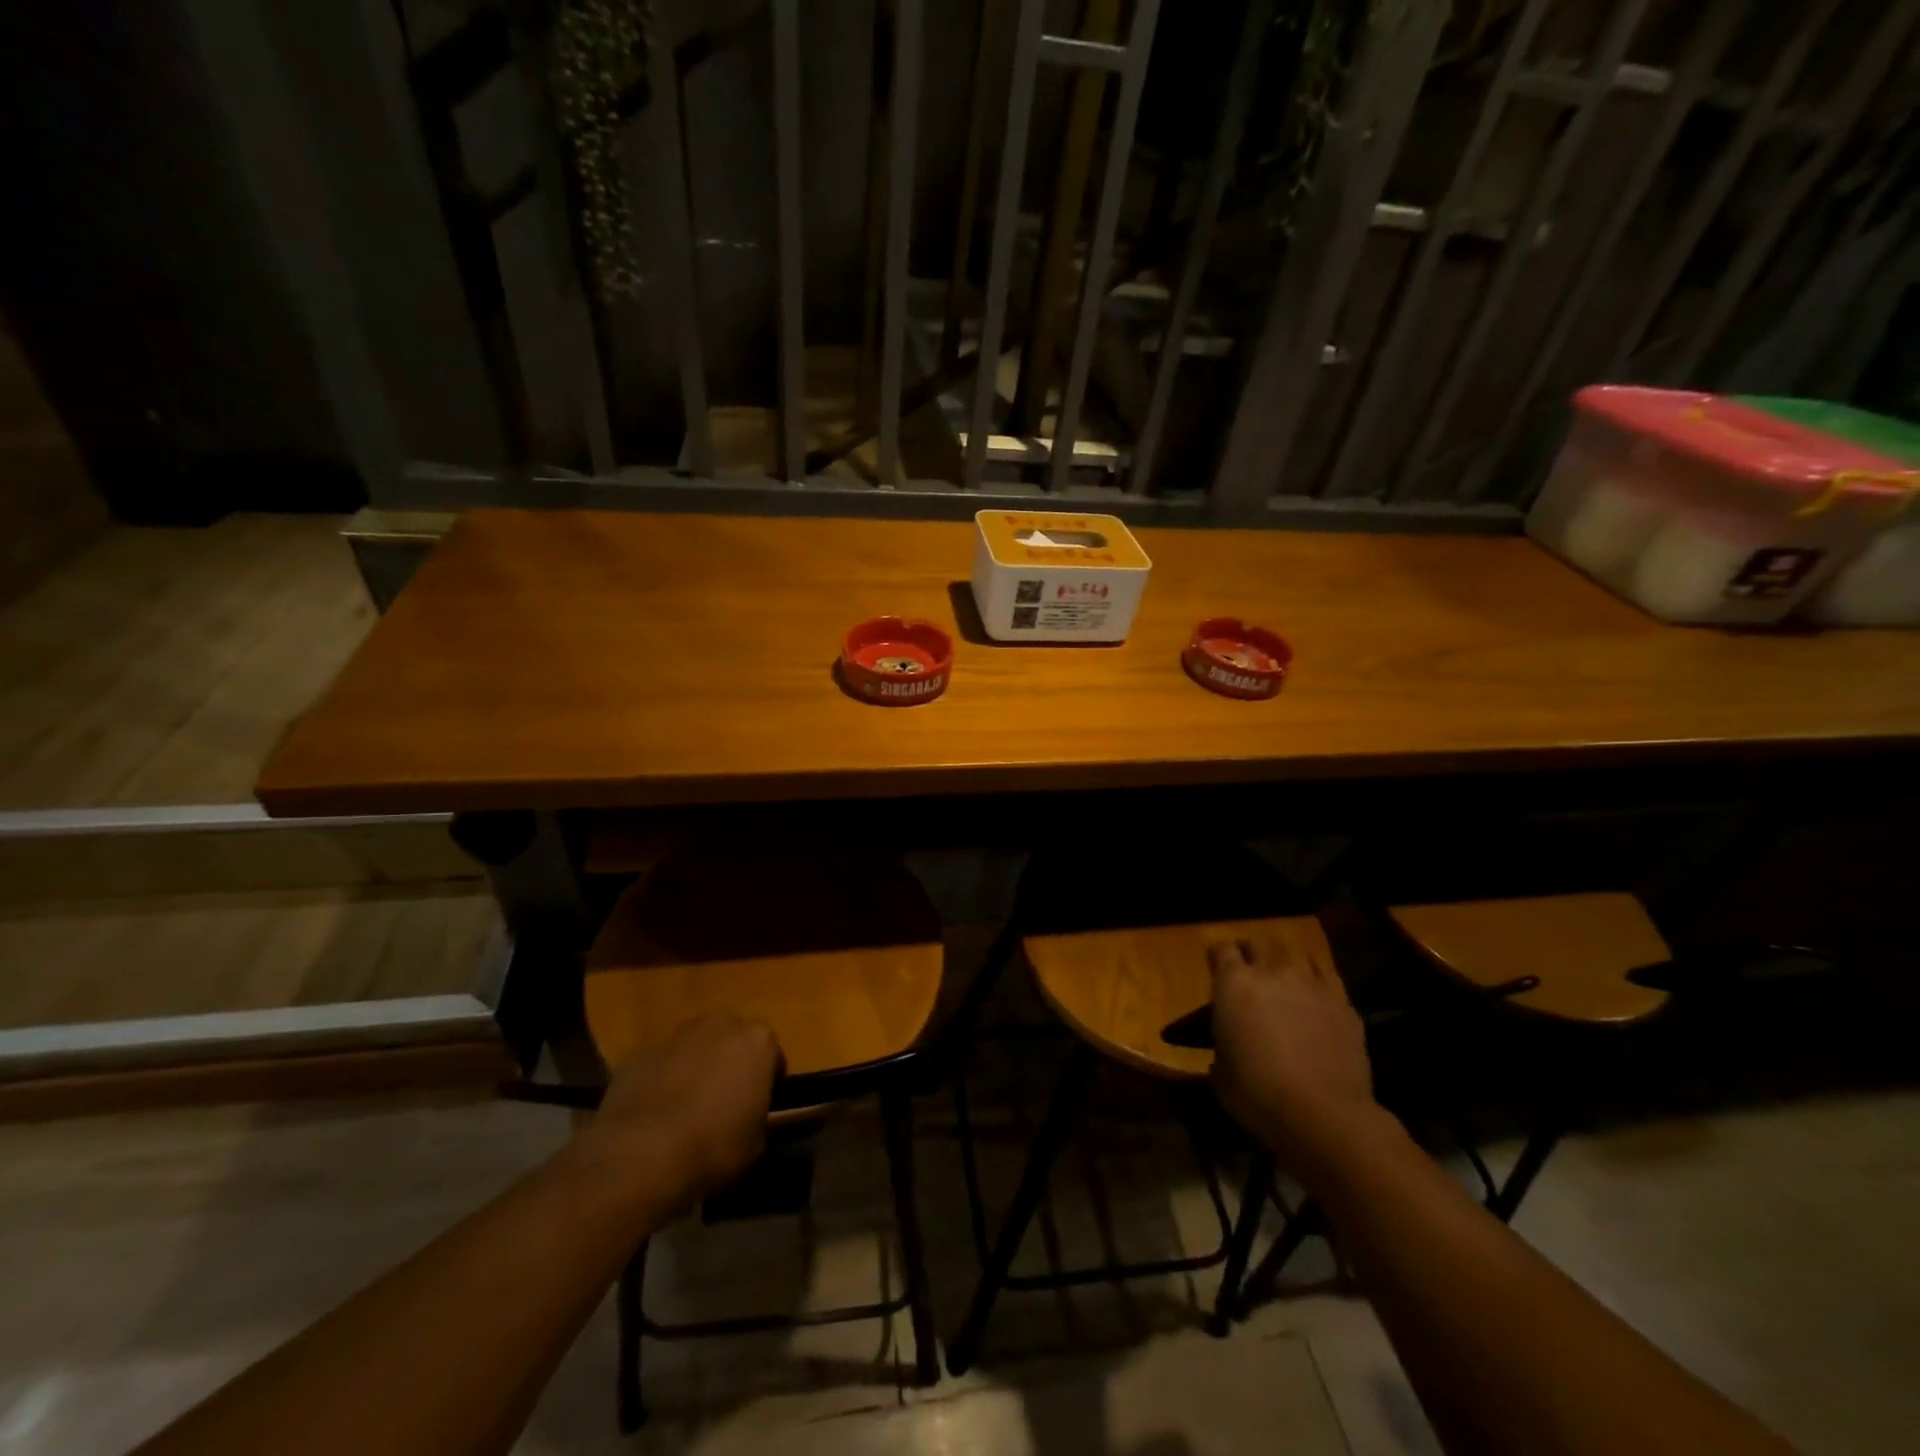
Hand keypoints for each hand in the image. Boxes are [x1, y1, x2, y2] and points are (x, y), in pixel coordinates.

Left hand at [579, 1015, 783, 1202]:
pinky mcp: (641, 1053)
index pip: (772, 1055)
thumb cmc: (714, 1145)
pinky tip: (655, 1115)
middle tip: (723, 1102)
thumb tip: (746, 1112)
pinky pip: (661, 1064)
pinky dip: (662, 1080)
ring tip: (686, 1109)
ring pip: (695, 1048)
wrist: (643, 1153)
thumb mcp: (756, 1139)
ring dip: (695, 1068)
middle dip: (730, 1064)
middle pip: (732, 1041)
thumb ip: (757, 1112)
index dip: (767, 1081)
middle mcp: (720, 1025)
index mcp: (757, 1040)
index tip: (759, 1105)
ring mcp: (677, 1035)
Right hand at [1210, 937, 1383, 1187]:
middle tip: (1249, 971)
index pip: (1221, 949)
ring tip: (1283, 978)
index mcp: (1234, 983)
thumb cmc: (1258, 1094)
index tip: (1215, 970)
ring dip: (1284, 961)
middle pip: (1259, 941)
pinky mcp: (1343, 1002)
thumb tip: (1228, 1046)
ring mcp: (1312, 983)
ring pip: (1295, 952)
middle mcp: (1273, 971)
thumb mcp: (1221, 1071)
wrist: (1323, 1114)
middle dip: (1251, 952)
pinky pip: (1326, 975)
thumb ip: (1221, 1044)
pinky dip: (1315, 979)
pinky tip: (1313, 997)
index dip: (1217, 957)